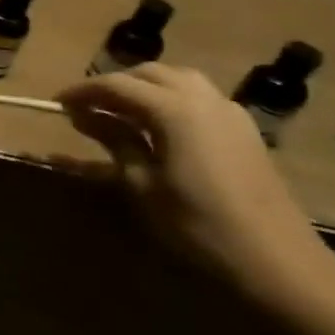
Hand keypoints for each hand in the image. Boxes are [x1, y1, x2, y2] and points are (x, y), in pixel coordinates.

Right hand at [57, 64, 334, 313]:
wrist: (277, 260)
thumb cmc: (197, 224)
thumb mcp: (142, 184)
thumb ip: (113, 140)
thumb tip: (82, 115)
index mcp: (173, 109)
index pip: (116, 85)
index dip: (83, 91)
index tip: (57, 103)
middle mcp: (202, 99)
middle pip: (149, 74)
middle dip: (114, 85)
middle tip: (87, 107)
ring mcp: (229, 112)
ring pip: (177, 79)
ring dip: (144, 87)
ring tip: (120, 110)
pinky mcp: (244, 130)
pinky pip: (199, 97)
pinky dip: (171, 98)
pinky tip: (160, 125)